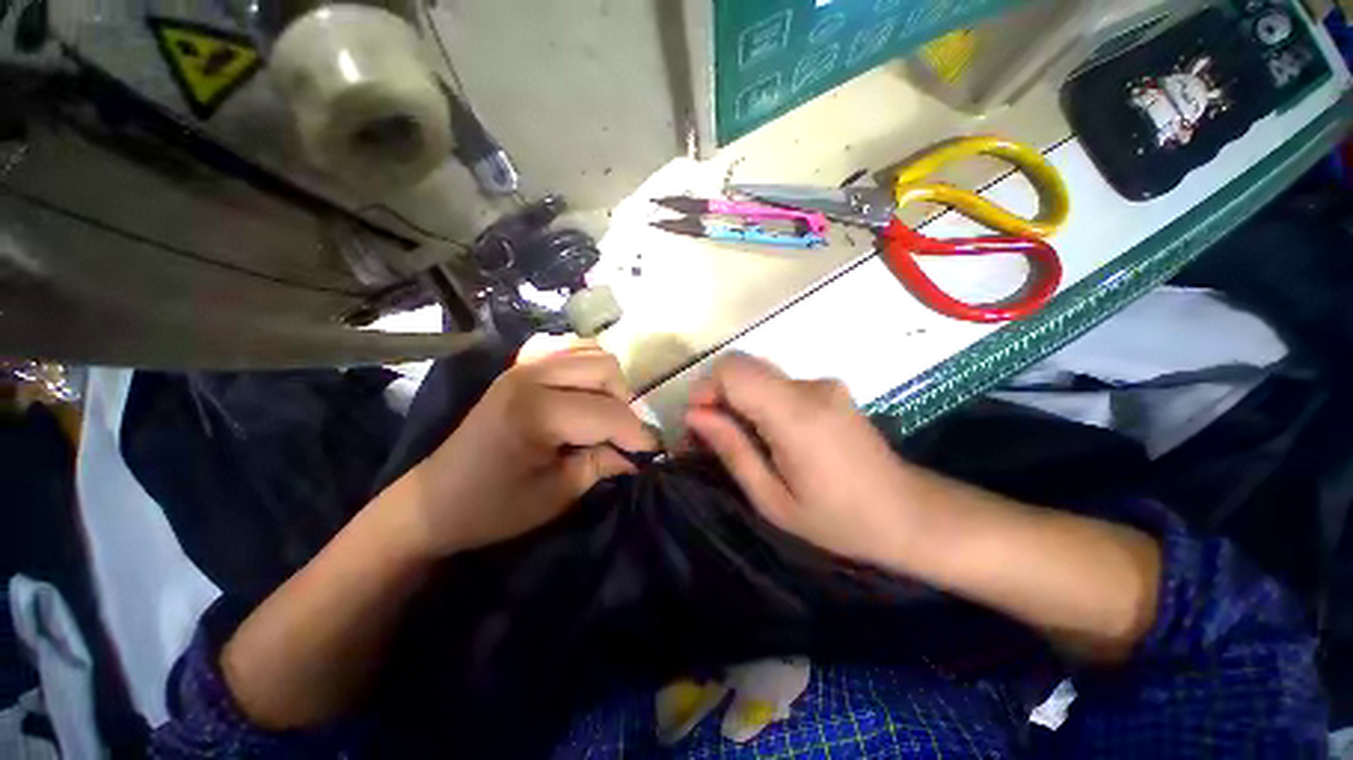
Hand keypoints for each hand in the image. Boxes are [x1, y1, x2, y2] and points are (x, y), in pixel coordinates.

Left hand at [388, 337, 657, 557]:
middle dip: (624, 404)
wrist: (434, 500)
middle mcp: (531, 376)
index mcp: (536, 412)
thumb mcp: (555, 496)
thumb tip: (636, 454)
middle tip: (620, 436)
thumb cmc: (491, 508)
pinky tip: (582, 388)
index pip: (608, 413)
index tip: (653, 452)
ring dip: (609, 382)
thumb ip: (601, 465)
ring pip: (592, 352)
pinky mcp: (519, 366)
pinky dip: (585, 363)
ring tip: (603, 413)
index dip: (637, 434)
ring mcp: (523, 365)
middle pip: (605, 369)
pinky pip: (566, 347)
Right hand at [683, 353, 923, 565]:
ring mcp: (823, 383)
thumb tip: (693, 415)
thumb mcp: (772, 499)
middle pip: (743, 365)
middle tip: (712, 434)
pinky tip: (767, 434)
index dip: (705, 389)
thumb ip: (732, 449)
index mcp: (796, 415)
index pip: (733, 370)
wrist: (910, 514)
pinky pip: (778, 383)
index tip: (697, 423)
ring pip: (759, 373)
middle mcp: (810, 387)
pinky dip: (759, 400)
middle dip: (716, 393)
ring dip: (737, 398)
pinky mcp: (829, 388)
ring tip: (737, 438)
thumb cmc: (838, 520)